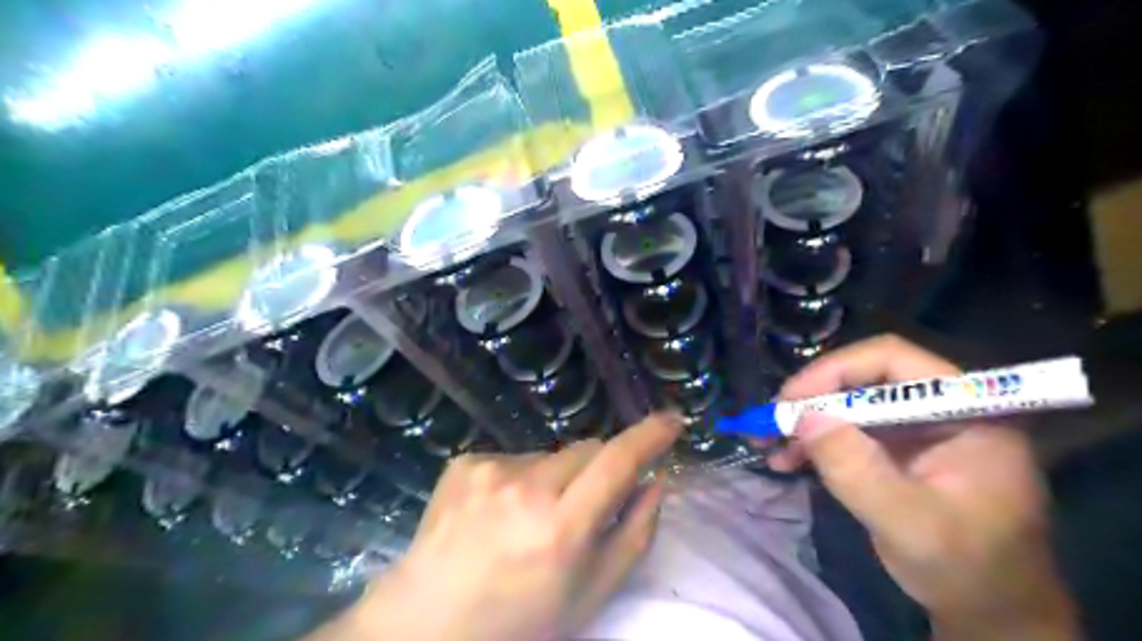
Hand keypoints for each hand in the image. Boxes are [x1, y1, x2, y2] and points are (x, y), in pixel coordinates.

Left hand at [328, 412, 685, 637]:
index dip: (650, 436)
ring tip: (528, 519)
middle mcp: (526, 489)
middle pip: (588, 450)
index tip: (672, 421)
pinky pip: (514, 457)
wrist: (427, 622)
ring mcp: (490, 470)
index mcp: (562, 528)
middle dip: (597, 471)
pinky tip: (497, 513)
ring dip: (554, 479)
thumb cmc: (520, 620)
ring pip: (551, 455)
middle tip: (579, 510)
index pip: (618, 462)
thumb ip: (634, 535)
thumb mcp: (590, 595)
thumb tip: (656, 481)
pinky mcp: (466, 462)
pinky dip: (519, 479)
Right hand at [766, 335, 1080, 640]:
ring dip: (805, 421)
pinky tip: (786, 460)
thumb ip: (858, 470)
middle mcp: (939, 407)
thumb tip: (804, 417)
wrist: (991, 610)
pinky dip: (813, 442)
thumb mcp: (911, 524)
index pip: (892, 360)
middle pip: (862, 378)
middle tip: (770, 422)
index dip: (835, 371)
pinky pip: (846, 430)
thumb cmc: (968, 570)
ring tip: (767, 443)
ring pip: (847, 403)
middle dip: (811, 399)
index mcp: (966, 411)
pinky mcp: (896, 448)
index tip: (791, 401)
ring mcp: (916, 427)